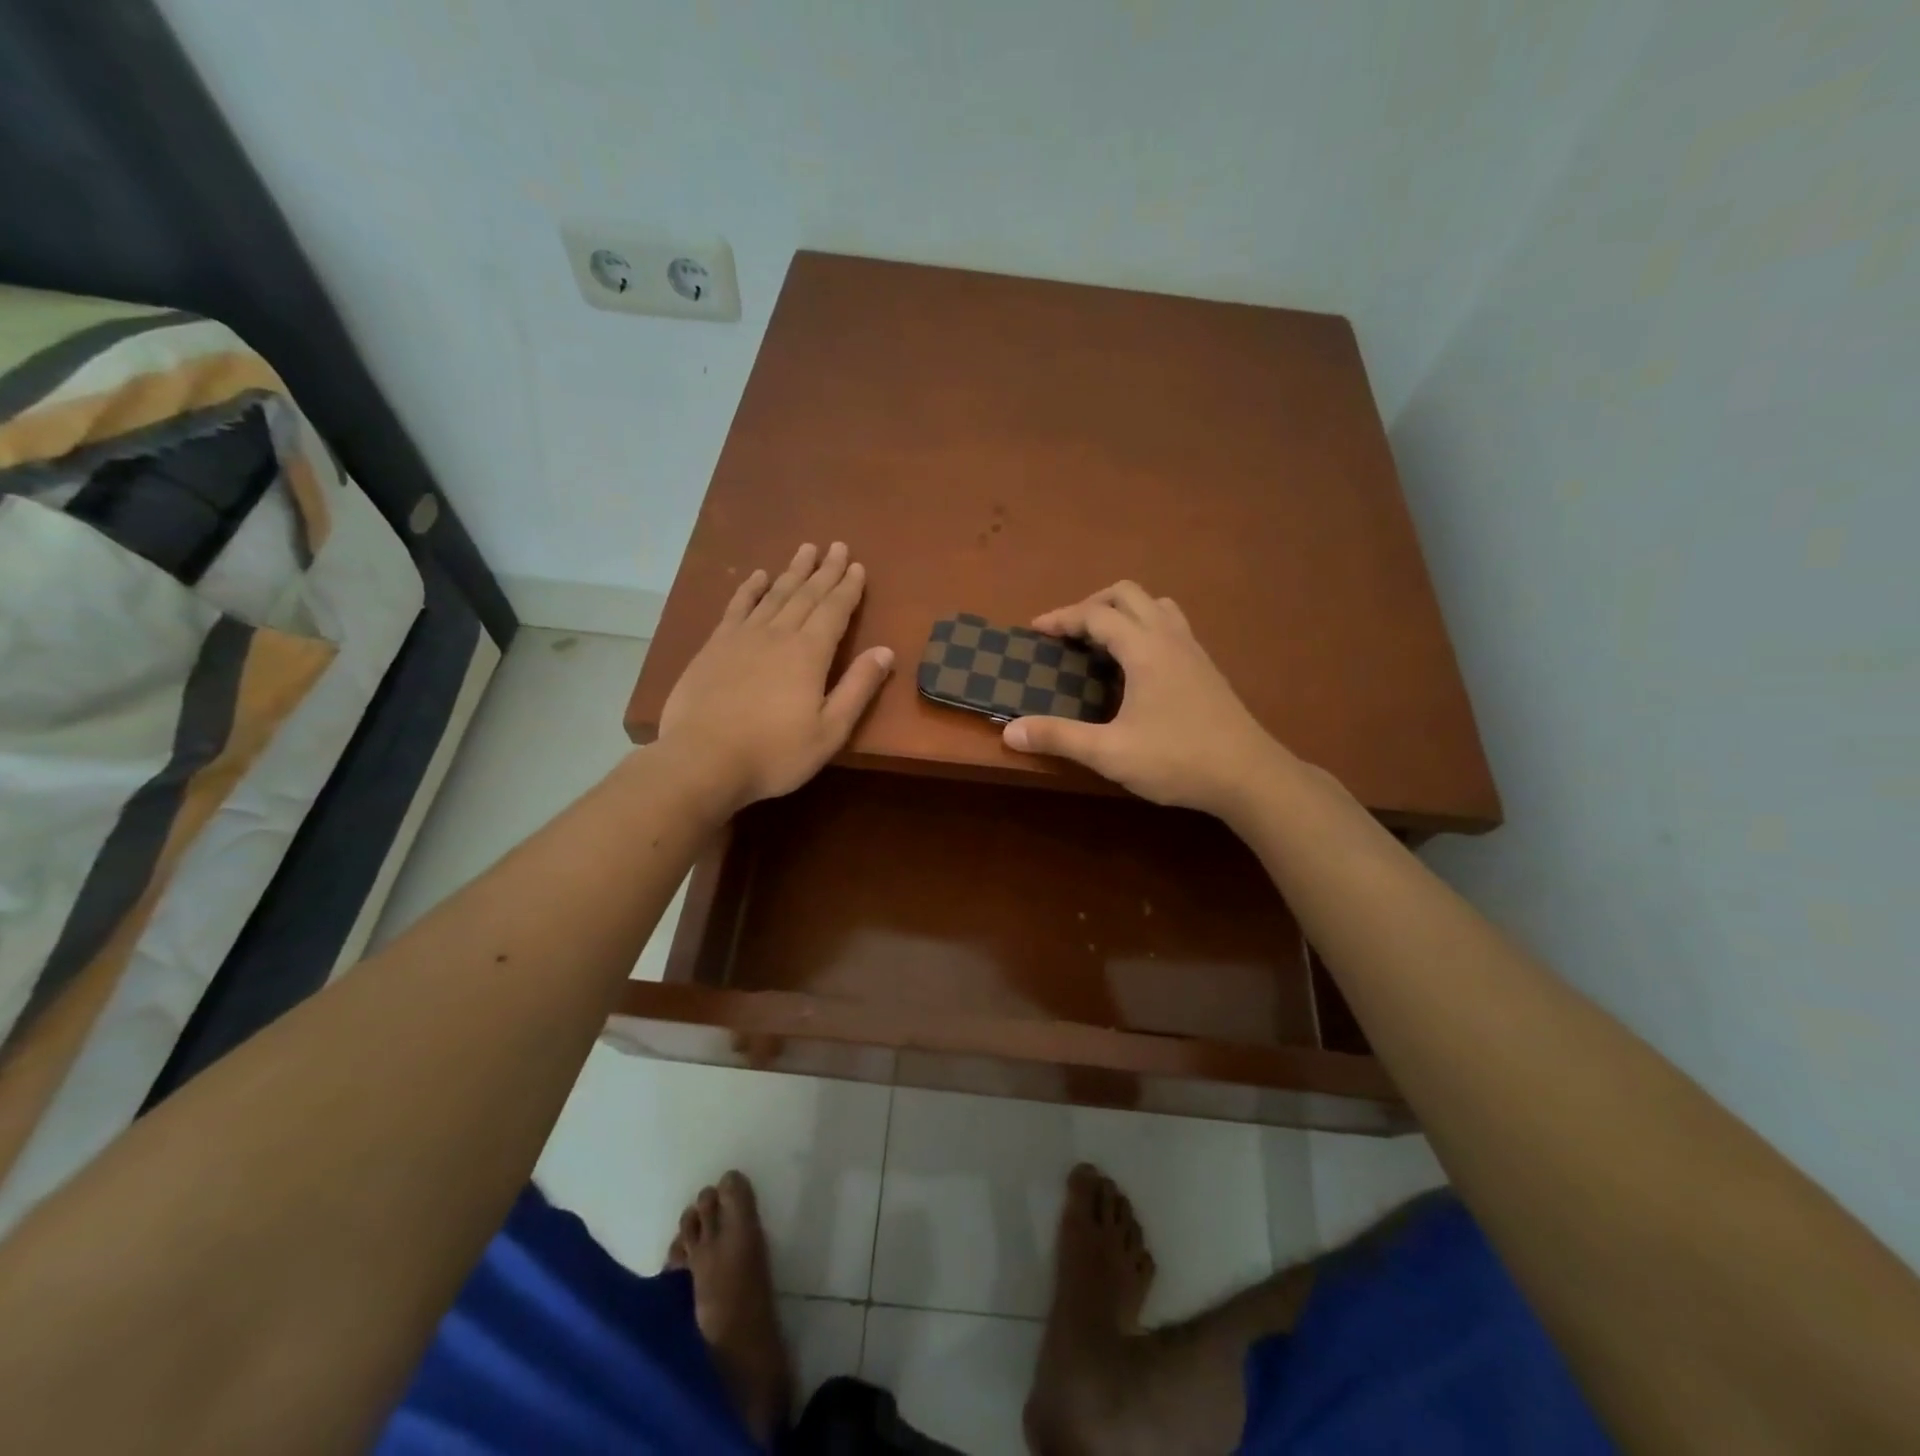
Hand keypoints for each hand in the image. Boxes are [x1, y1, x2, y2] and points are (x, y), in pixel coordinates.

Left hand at [658, 542, 892, 814]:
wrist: (703, 760)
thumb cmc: (775, 753)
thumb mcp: (830, 730)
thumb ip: (858, 688)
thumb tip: (886, 651)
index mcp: (809, 653)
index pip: (834, 611)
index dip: (848, 588)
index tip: (857, 566)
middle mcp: (778, 634)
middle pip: (806, 595)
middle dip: (825, 571)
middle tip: (837, 546)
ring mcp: (742, 637)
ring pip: (774, 595)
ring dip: (792, 571)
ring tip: (806, 549)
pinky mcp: (714, 647)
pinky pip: (737, 607)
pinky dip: (750, 589)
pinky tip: (757, 576)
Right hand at [1001, 582, 1288, 819]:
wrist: (1249, 776)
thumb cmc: (1177, 760)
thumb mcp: (1110, 753)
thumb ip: (1059, 738)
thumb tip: (1010, 731)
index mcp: (1145, 649)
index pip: (1096, 615)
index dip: (1062, 618)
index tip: (1036, 630)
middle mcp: (1169, 638)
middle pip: (1127, 594)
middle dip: (1092, 605)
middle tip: (1068, 633)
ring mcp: (1193, 650)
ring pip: (1155, 605)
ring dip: (1123, 612)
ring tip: (1102, 642)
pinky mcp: (1206, 667)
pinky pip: (1171, 625)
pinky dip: (1145, 627)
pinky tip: (1137, 666)